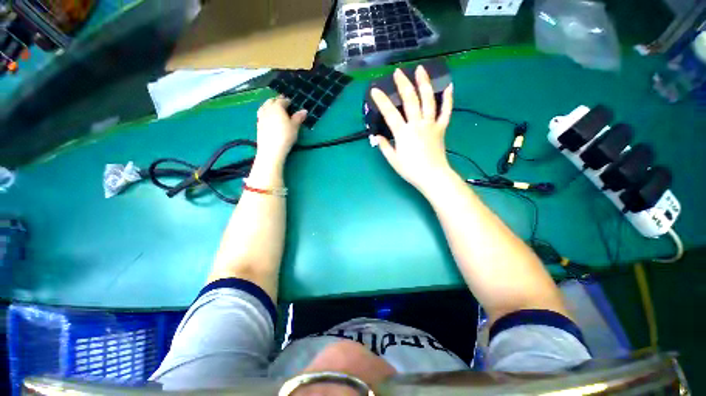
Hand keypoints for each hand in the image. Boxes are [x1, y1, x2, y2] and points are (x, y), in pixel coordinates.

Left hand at [255, 96, 307, 166]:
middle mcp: (267, 109)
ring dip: (269, 105)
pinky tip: (269, 118)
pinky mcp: (258, 125)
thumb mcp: (295, 127)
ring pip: (264, 106)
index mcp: (277, 107)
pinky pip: (261, 114)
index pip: (282, 101)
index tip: (290, 102)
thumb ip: (298, 117)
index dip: (286, 101)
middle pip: (271, 101)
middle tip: (282, 104)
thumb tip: (304, 110)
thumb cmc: (285, 136)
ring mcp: (261, 117)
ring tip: (274, 109)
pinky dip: (266, 113)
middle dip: (276, 101)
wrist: (271, 149)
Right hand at [371, 66, 453, 193]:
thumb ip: (384, 146)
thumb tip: (376, 137)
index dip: (382, 101)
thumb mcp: (393, 160)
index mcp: (403, 133)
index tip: (375, 90)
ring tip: (421, 69)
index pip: (390, 113)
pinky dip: (448, 99)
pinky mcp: (441, 128)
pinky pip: (446, 112)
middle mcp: (417, 124)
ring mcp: (431, 125)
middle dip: (403, 84)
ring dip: (424, 83)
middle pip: (410, 100)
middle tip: (398, 72)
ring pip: (428, 100)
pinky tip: (449, 86)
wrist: (432, 176)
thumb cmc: (411, 170)